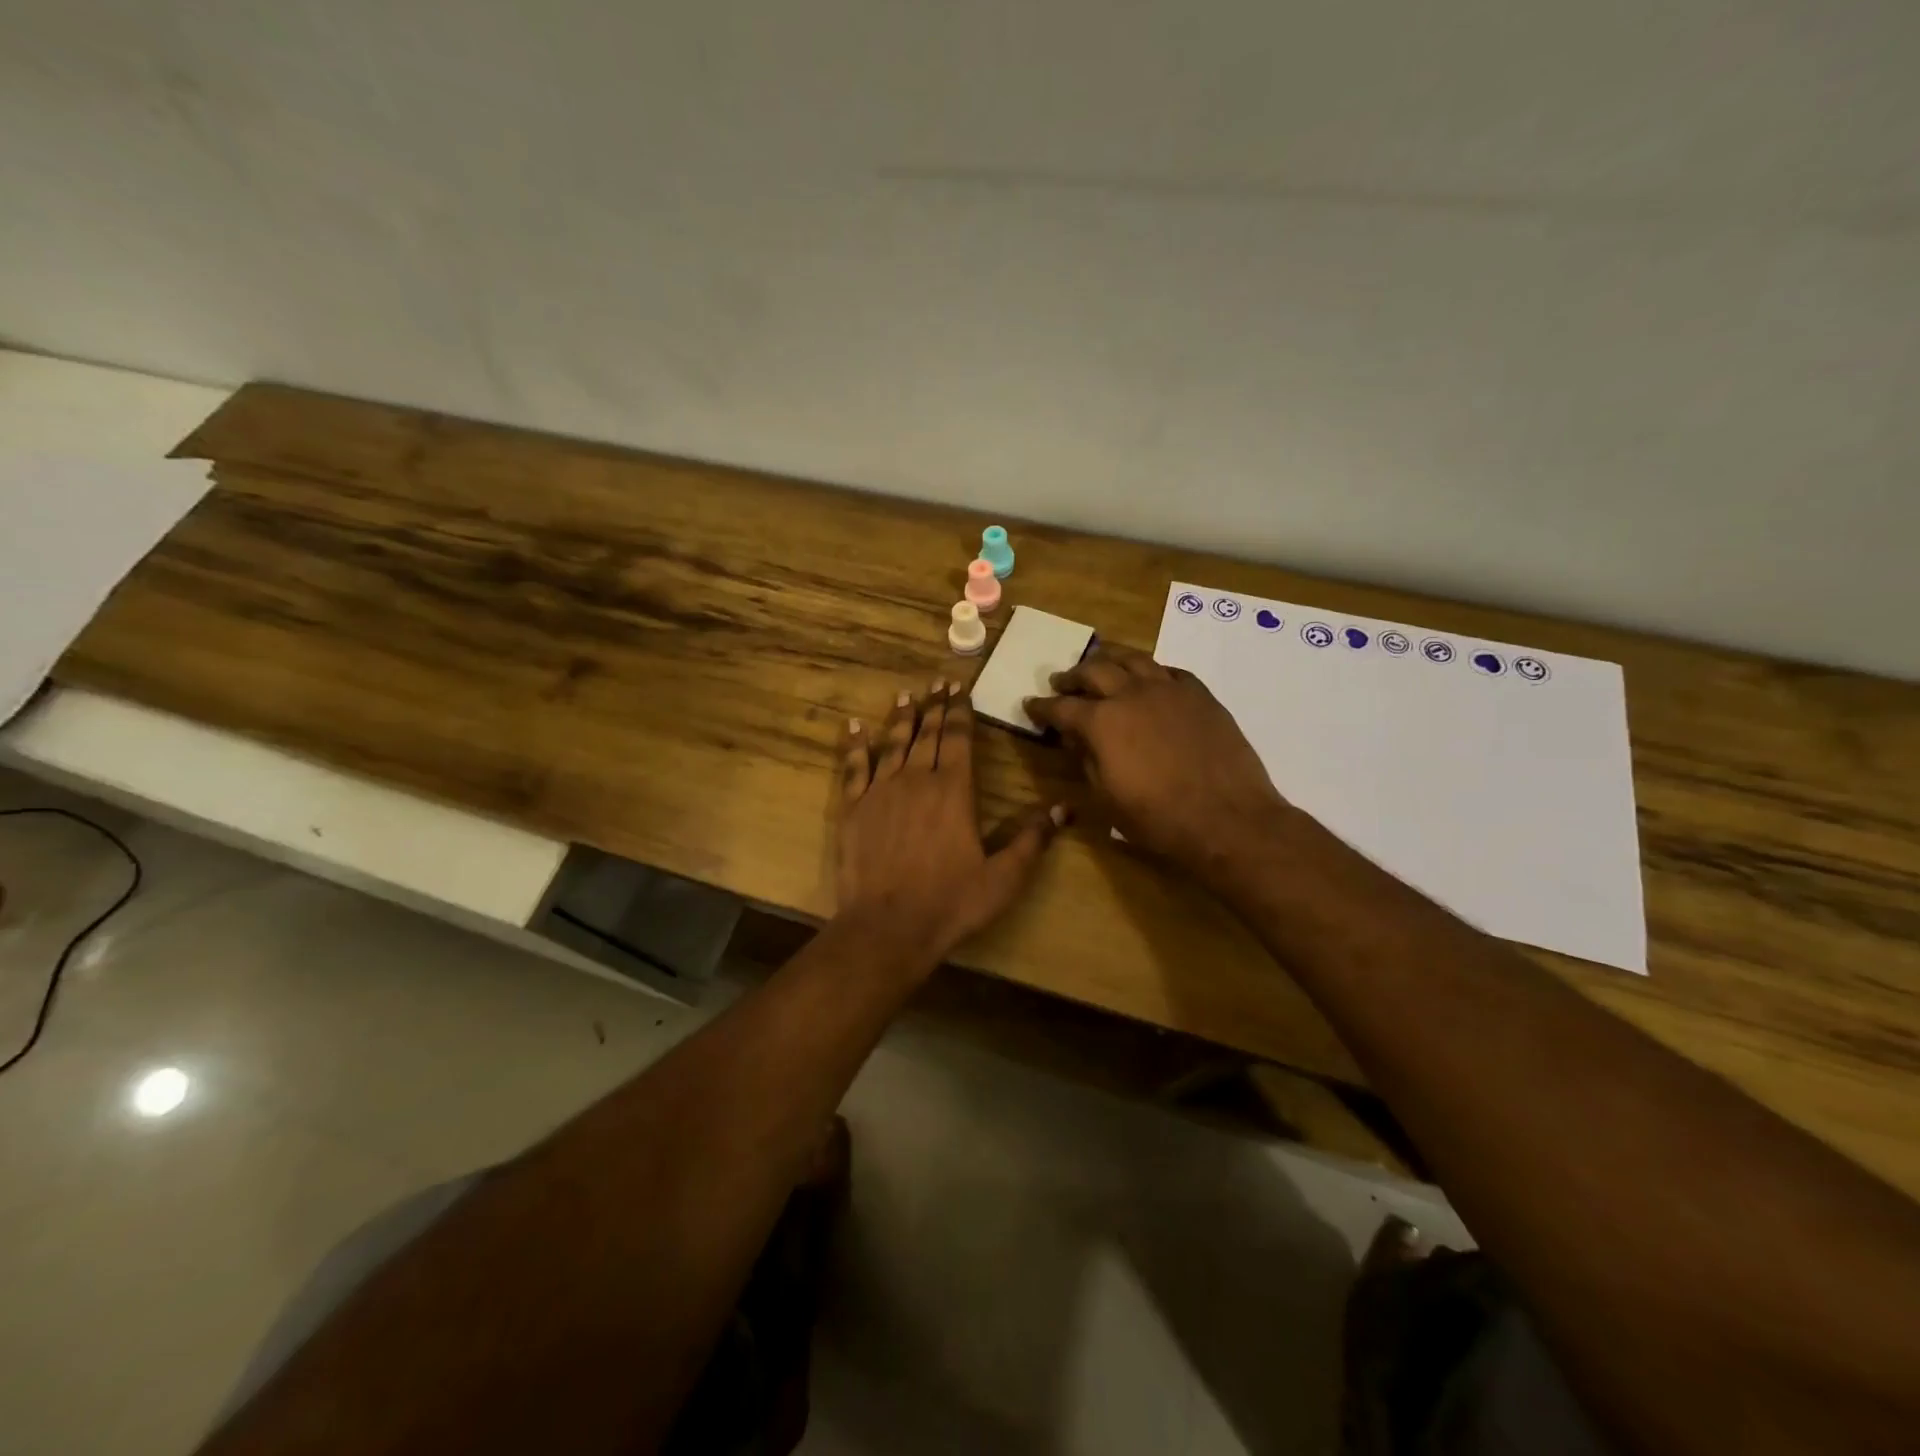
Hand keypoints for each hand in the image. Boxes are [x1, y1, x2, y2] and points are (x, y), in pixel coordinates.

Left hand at [837, 679, 1066, 966]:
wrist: (888, 927)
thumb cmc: (951, 903)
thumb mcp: (1003, 877)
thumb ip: (1033, 839)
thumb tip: (1066, 809)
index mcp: (954, 791)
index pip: (960, 739)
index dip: (961, 711)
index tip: (960, 688)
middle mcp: (917, 780)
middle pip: (928, 734)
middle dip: (935, 706)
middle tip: (937, 681)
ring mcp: (880, 792)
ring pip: (893, 744)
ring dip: (901, 718)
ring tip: (905, 695)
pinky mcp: (853, 809)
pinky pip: (853, 768)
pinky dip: (855, 745)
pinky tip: (854, 727)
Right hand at [1025, 644, 1288, 879]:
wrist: (1227, 818)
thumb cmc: (1159, 818)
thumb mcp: (1108, 797)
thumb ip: (1087, 761)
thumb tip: (1077, 739)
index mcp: (1102, 722)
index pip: (1062, 707)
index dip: (1042, 707)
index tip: (1031, 705)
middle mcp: (1131, 694)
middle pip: (1094, 670)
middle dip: (1073, 676)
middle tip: (1062, 681)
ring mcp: (1169, 689)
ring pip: (1133, 659)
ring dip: (1110, 659)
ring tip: (1101, 662)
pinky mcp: (1200, 694)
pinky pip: (1169, 671)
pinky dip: (1150, 671)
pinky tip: (1149, 679)